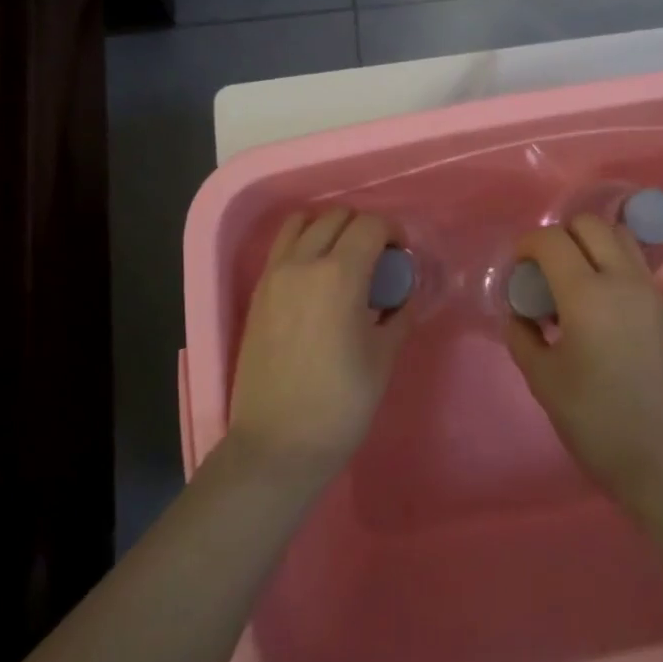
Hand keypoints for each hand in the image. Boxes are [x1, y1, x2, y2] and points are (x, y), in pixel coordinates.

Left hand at [227, 207, 409, 485]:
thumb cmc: (340, 404)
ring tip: (344, 260)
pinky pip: (282, 247)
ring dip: (329, 229)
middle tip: (378, 260)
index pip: (370, 226)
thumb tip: (404, 293)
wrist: (277, 444)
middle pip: (337, 217)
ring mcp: (274, 276)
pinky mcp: (258, 293)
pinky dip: (303, 244)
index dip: (393, 233)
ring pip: (303, 223)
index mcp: (339, 276)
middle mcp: (303, 264)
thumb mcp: (384, 357)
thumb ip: (399, 313)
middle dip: (364, 228)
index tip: (401, 257)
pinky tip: (317, 277)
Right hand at [505, 216, 662, 507]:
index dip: (527, 245)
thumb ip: (522, 336)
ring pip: (619, 236)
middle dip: (561, 237)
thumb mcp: (542, 379)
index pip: (552, 240)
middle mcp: (622, 280)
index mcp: (587, 294)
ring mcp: (649, 291)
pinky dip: (612, 263)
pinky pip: (635, 263)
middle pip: (590, 225)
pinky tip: (599, 304)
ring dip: (591, 244)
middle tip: (546, 272)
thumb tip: (520, 314)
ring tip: (575, 282)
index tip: (517, 268)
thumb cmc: (594, 420)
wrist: (661, 458)